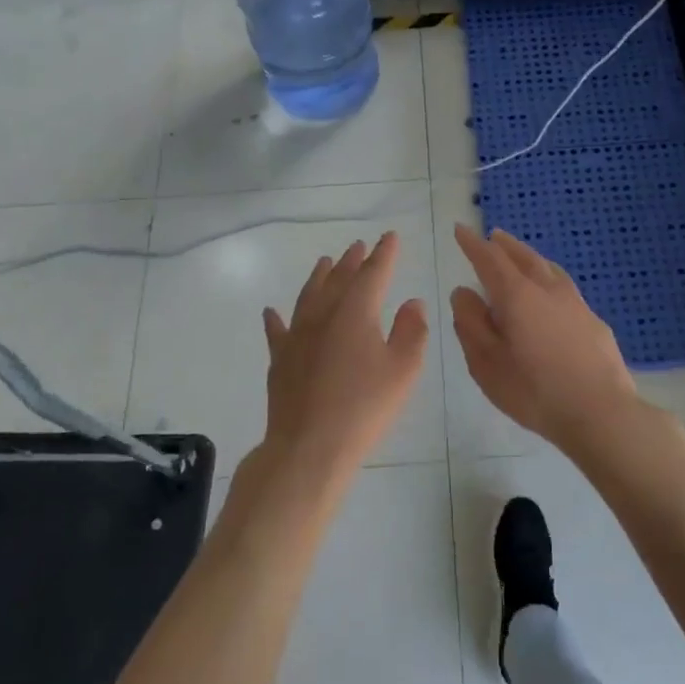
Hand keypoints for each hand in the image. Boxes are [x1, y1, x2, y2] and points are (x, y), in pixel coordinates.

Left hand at [259, 233, 428, 479]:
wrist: (310, 446)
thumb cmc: (364, 408)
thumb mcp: (403, 371)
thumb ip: (412, 332)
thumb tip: (412, 302)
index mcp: (357, 313)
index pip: (373, 274)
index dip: (384, 254)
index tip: (390, 237)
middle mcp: (324, 315)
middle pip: (339, 278)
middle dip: (352, 260)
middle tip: (359, 246)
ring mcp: (297, 336)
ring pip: (308, 296)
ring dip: (319, 276)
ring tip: (325, 262)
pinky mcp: (280, 359)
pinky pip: (277, 330)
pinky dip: (276, 319)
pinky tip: (271, 312)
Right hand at [450, 226, 642, 452]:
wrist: (601, 412)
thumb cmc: (534, 391)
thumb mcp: (487, 363)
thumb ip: (471, 323)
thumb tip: (464, 292)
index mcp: (517, 296)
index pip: (490, 259)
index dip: (473, 244)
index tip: (461, 230)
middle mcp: (548, 290)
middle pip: (524, 257)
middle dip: (505, 245)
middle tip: (493, 236)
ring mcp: (576, 304)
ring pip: (549, 269)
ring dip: (531, 258)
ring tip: (522, 256)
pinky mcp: (594, 322)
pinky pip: (566, 288)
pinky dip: (550, 279)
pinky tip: (552, 294)